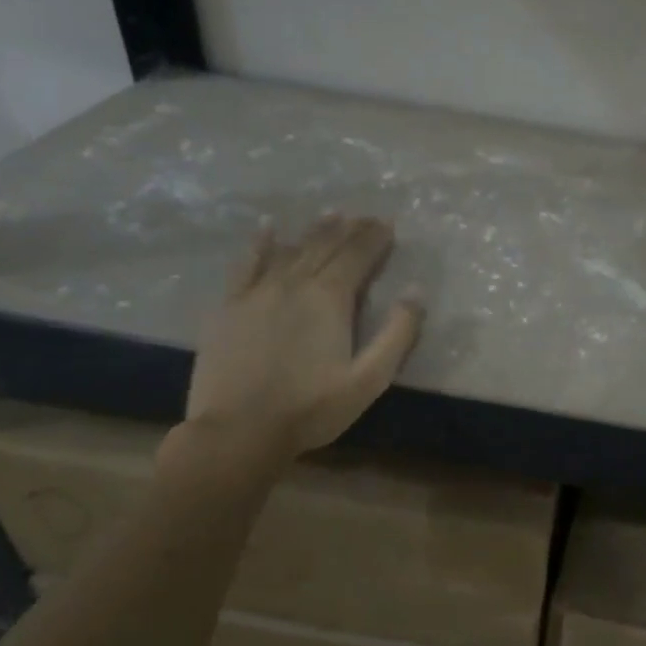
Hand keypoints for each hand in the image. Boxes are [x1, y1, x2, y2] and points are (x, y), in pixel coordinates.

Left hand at [184, 215, 423, 458]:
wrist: (237, 432)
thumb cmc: (311, 409)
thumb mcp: (369, 379)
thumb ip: (397, 333)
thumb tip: (416, 291)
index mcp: (329, 299)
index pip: (357, 256)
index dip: (375, 238)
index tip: (389, 223)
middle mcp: (294, 284)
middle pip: (326, 247)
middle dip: (350, 229)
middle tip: (366, 216)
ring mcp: (257, 292)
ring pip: (292, 250)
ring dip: (315, 231)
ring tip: (332, 214)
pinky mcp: (229, 306)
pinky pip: (246, 264)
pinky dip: (260, 243)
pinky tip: (269, 228)